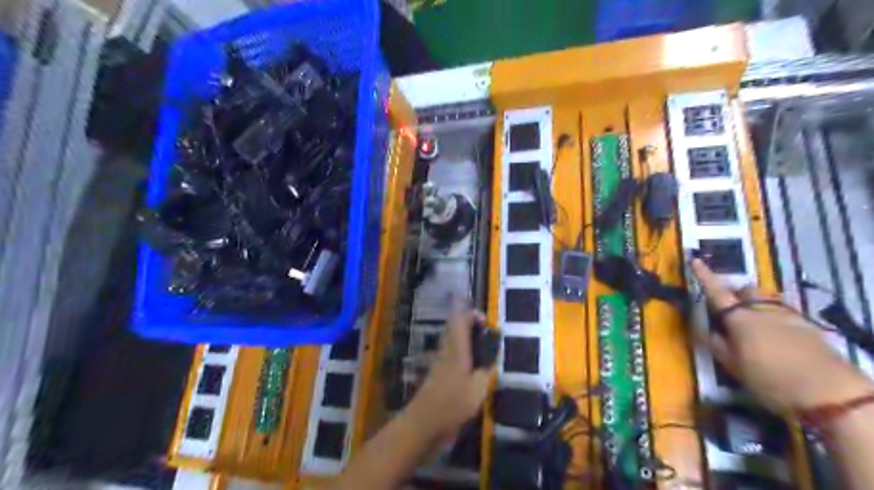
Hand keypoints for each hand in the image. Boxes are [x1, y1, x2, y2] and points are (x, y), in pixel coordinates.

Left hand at [402, 311, 489, 441]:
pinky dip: (463, 355)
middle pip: (455, 328)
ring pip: (452, 341)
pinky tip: (473, 371)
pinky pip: (451, 355)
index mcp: (455, 348)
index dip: (473, 315)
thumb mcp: (477, 389)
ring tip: (484, 355)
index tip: (487, 324)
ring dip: (467, 342)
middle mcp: (445, 350)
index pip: (459, 319)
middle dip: (471, 328)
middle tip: (488, 339)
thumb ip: (486, 371)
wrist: (422, 424)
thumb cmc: (452, 404)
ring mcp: (439, 362)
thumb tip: (491, 360)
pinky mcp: (436, 374)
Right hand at [690, 259, 866, 410]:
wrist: (829, 393)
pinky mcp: (809, 326)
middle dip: (737, 294)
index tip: (696, 260)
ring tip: (756, 324)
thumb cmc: (770, 379)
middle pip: (747, 290)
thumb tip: (708, 330)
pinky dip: (776, 318)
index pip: (716, 291)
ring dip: (758, 305)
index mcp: (739, 317)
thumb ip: (717, 344)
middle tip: (731, 309)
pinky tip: (779, 336)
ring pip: (768, 300)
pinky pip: (786, 312)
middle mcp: (762, 310)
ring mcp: (789, 315)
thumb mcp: (733, 366)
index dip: (704, 275)